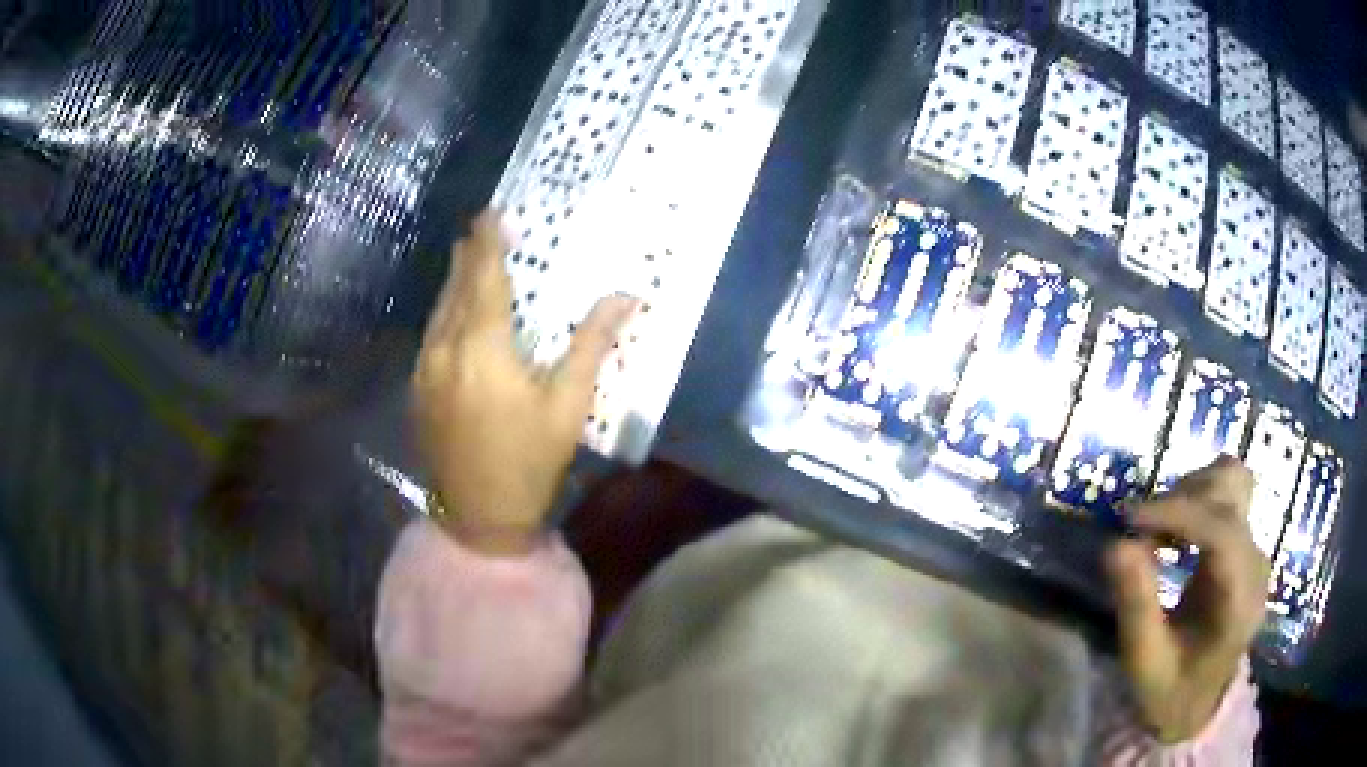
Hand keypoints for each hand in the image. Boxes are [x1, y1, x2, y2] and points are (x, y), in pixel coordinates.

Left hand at [410, 210, 636, 555]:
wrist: (478, 516)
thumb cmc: (530, 459)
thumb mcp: (568, 404)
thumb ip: (592, 343)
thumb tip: (626, 296)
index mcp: (482, 347)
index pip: (484, 276)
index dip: (488, 241)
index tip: (492, 212)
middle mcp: (445, 348)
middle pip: (455, 287)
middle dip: (469, 254)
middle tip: (482, 228)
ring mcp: (424, 369)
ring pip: (438, 309)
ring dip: (454, 281)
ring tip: (468, 259)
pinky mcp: (416, 389)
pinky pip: (430, 334)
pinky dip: (445, 312)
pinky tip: (455, 314)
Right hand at [1105, 456, 1269, 742]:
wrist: (1197, 705)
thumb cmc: (1170, 690)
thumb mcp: (1145, 662)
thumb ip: (1136, 606)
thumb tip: (1116, 544)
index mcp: (1240, 600)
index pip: (1223, 530)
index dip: (1179, 513)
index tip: (1130, 519)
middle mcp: (1255, 564)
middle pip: (1231, 492)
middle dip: (1182, 501)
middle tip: (1140, 532)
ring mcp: (1253, 549)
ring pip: (1232, 481)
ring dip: (1191, 492)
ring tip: (1157, 529)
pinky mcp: (1243, 543)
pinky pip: (1225, 496)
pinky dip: (1196, 499)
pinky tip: (1173, 531)